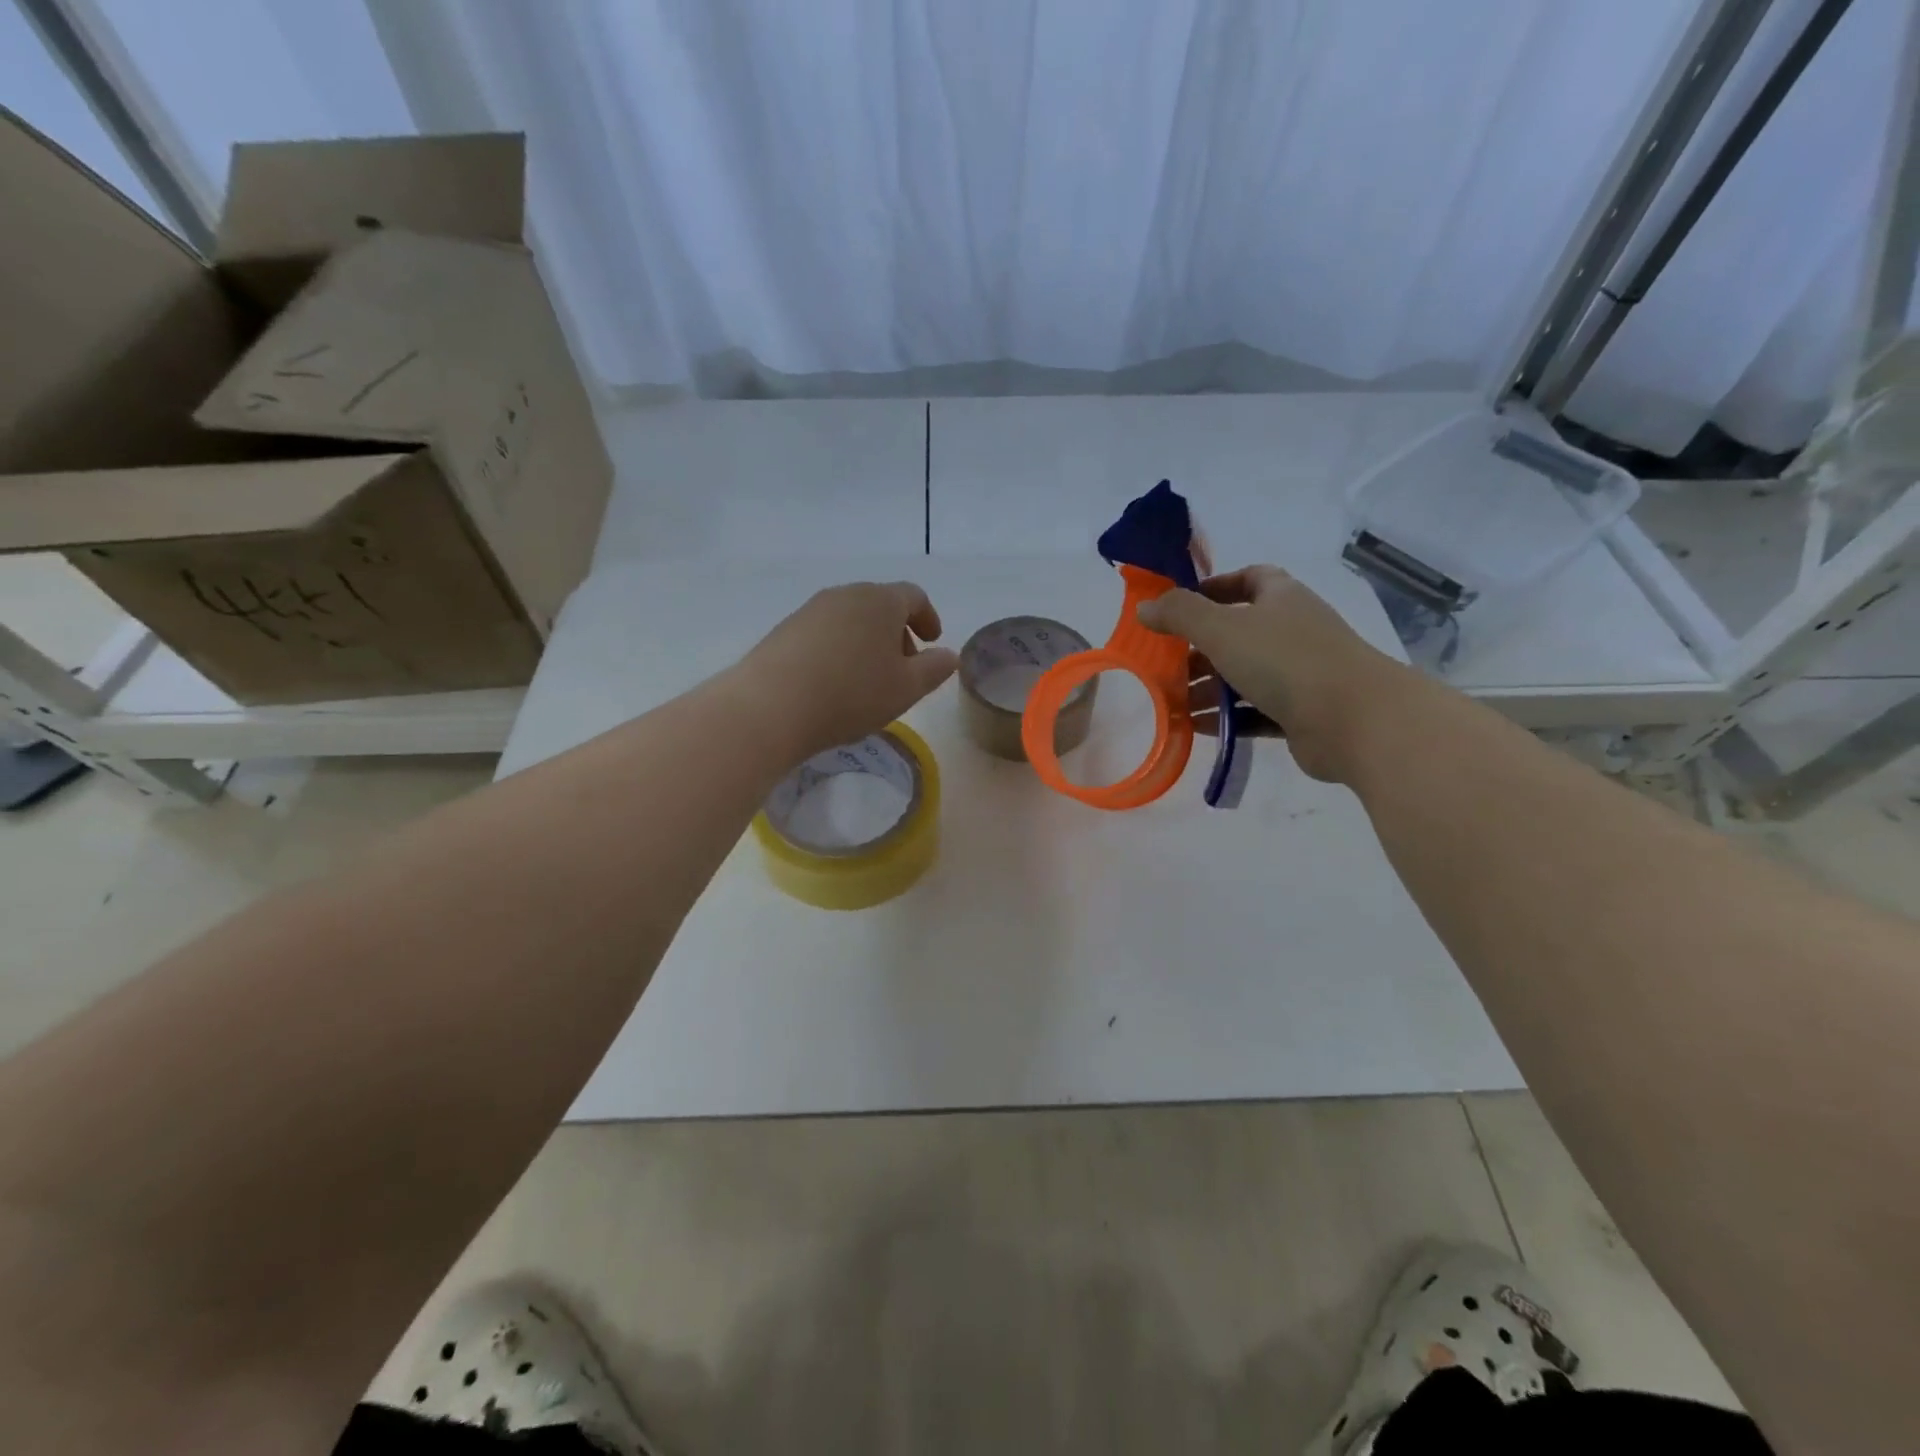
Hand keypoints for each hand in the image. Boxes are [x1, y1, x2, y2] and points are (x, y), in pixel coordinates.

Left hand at [733, 581, 958, 762]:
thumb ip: (934, 669)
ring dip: (867, 642)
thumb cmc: (852, 694)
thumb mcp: (906, 688)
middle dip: (896, 632)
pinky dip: (839, 650)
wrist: (771, 706)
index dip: (928, 618)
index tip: (933, 641)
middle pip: (880, 604)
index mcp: (880, 600)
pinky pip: (824, 633)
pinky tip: (834, 683)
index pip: (914, 596)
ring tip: (868, 679)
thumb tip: (949, 655)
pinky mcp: (785, 630)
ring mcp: (810, 610)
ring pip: (851, 619)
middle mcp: (845, 595)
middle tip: (903, 666)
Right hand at [1138, 565, 1409, 782]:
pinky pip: (1254, 711)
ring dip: (1208, 688)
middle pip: (1239, 632)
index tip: (1180, 608)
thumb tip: (1144, 607)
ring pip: (1244, 675)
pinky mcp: (1301, 713)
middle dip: (1199, 650)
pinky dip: (1226, 717)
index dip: (1214, 588)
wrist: (1354, 720)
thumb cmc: (1286, 661)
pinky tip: (1194, 728)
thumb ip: (1180, 615)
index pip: (1249, 579)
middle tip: (1163, 665)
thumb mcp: (1222, 629)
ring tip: (1170, 703)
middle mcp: (1292, 631)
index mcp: (1281, 598)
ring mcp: (1300, 673)